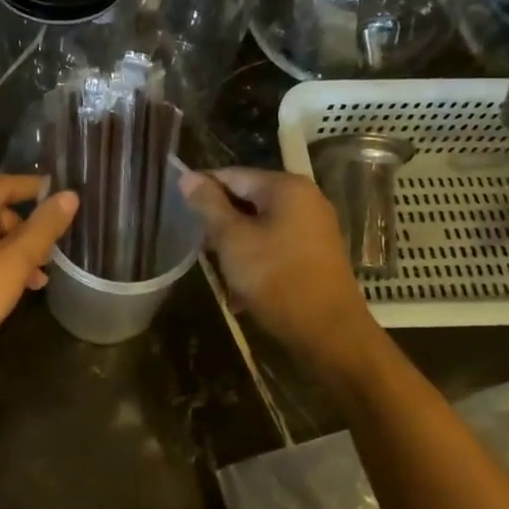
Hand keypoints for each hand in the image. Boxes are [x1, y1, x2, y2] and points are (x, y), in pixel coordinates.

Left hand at [0, 176, 79, 389]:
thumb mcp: (14, 263)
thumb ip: (43, 227)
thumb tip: (69, 196)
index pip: (6, 185)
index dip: (37, 191)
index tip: (63, 199)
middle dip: (24, 234)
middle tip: (47, 260)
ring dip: (9, 253)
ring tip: (33, 282)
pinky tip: (4, 289)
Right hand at [179, 167, 376, 356]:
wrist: (329, 333)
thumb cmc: (276, 279)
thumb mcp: (232, 240)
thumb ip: (208, 205)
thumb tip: (188, 177)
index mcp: (286, 187)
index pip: (233, 175)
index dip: (202, 190)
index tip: (179, 211)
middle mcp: (306, 199)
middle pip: (248, 200)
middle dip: (220, 224)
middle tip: (200, 249)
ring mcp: (315, 227)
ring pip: (260, 226)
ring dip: (236, 247)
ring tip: (219, 272)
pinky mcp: (317, 254)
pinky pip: (276, 246)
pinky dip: (257, 260)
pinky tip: (241, 290)